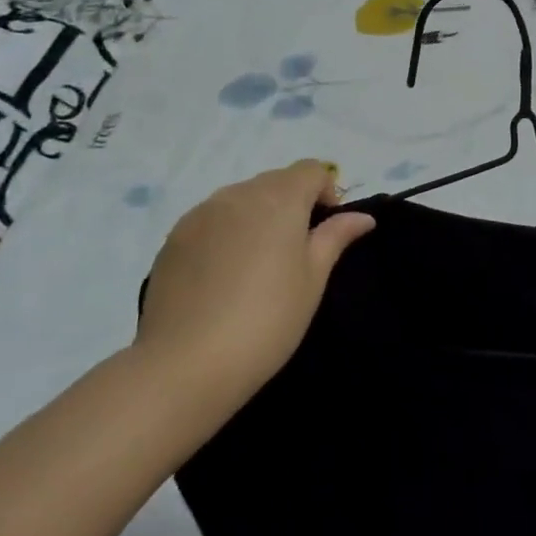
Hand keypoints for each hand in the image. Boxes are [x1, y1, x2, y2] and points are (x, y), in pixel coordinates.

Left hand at [135, 161, 374, 428]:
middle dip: (292, 203)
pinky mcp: (174, 237)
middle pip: (275, 181)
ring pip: (241, 198)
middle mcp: (239, 194)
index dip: (326, 191)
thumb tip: (362, 217)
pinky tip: (222, 275)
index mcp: (279, 199)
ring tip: (256, 264)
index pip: (312, 170)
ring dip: (257, 216)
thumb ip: (336, 237)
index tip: (325, 230)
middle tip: (294, 251)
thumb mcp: (313, 279)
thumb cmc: (267, 319)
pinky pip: (211, 219)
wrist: (185, 365)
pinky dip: (225, 232)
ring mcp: (201, 214)